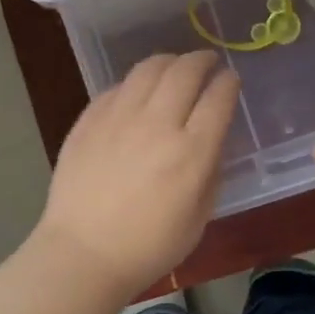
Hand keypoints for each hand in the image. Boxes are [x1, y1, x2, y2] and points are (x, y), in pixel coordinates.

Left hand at [37, 51, 239, 297]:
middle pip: (186, 71)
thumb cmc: (148, 247)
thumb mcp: (199, 218)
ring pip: (149, 68)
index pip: (219, 98)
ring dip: (169, 61)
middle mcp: (158, 124)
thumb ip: (211, 172)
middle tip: (207, 62)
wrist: (83, 253)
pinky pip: (118, 86)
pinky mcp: (89, 119)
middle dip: (202, 60)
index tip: (231, 80)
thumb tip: (211, 140)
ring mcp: (119, 117)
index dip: (229, 83)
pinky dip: (136, 82)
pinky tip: (138, 91)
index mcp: (192, 152)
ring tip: (175, 66)